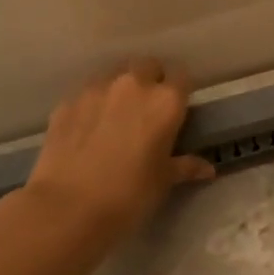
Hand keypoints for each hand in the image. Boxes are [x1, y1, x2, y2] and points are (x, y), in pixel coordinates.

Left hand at [24, 59, 214, 264]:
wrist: (67, 208)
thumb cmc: (129, 195)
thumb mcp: (163, 182)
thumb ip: (185, 166)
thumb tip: (207, 169)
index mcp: (165, 101)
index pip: (182, 77)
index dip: (180, 91)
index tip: (176, 109)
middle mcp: (133, 84)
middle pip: (148, 66)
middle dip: (151, 80)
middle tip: (147, 110)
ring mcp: (96, 89)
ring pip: (114, 74)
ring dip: (120, 88)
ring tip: (115, 116)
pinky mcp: (66, 102)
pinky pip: (86, 93)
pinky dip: (92, 103)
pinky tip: (87, 128)